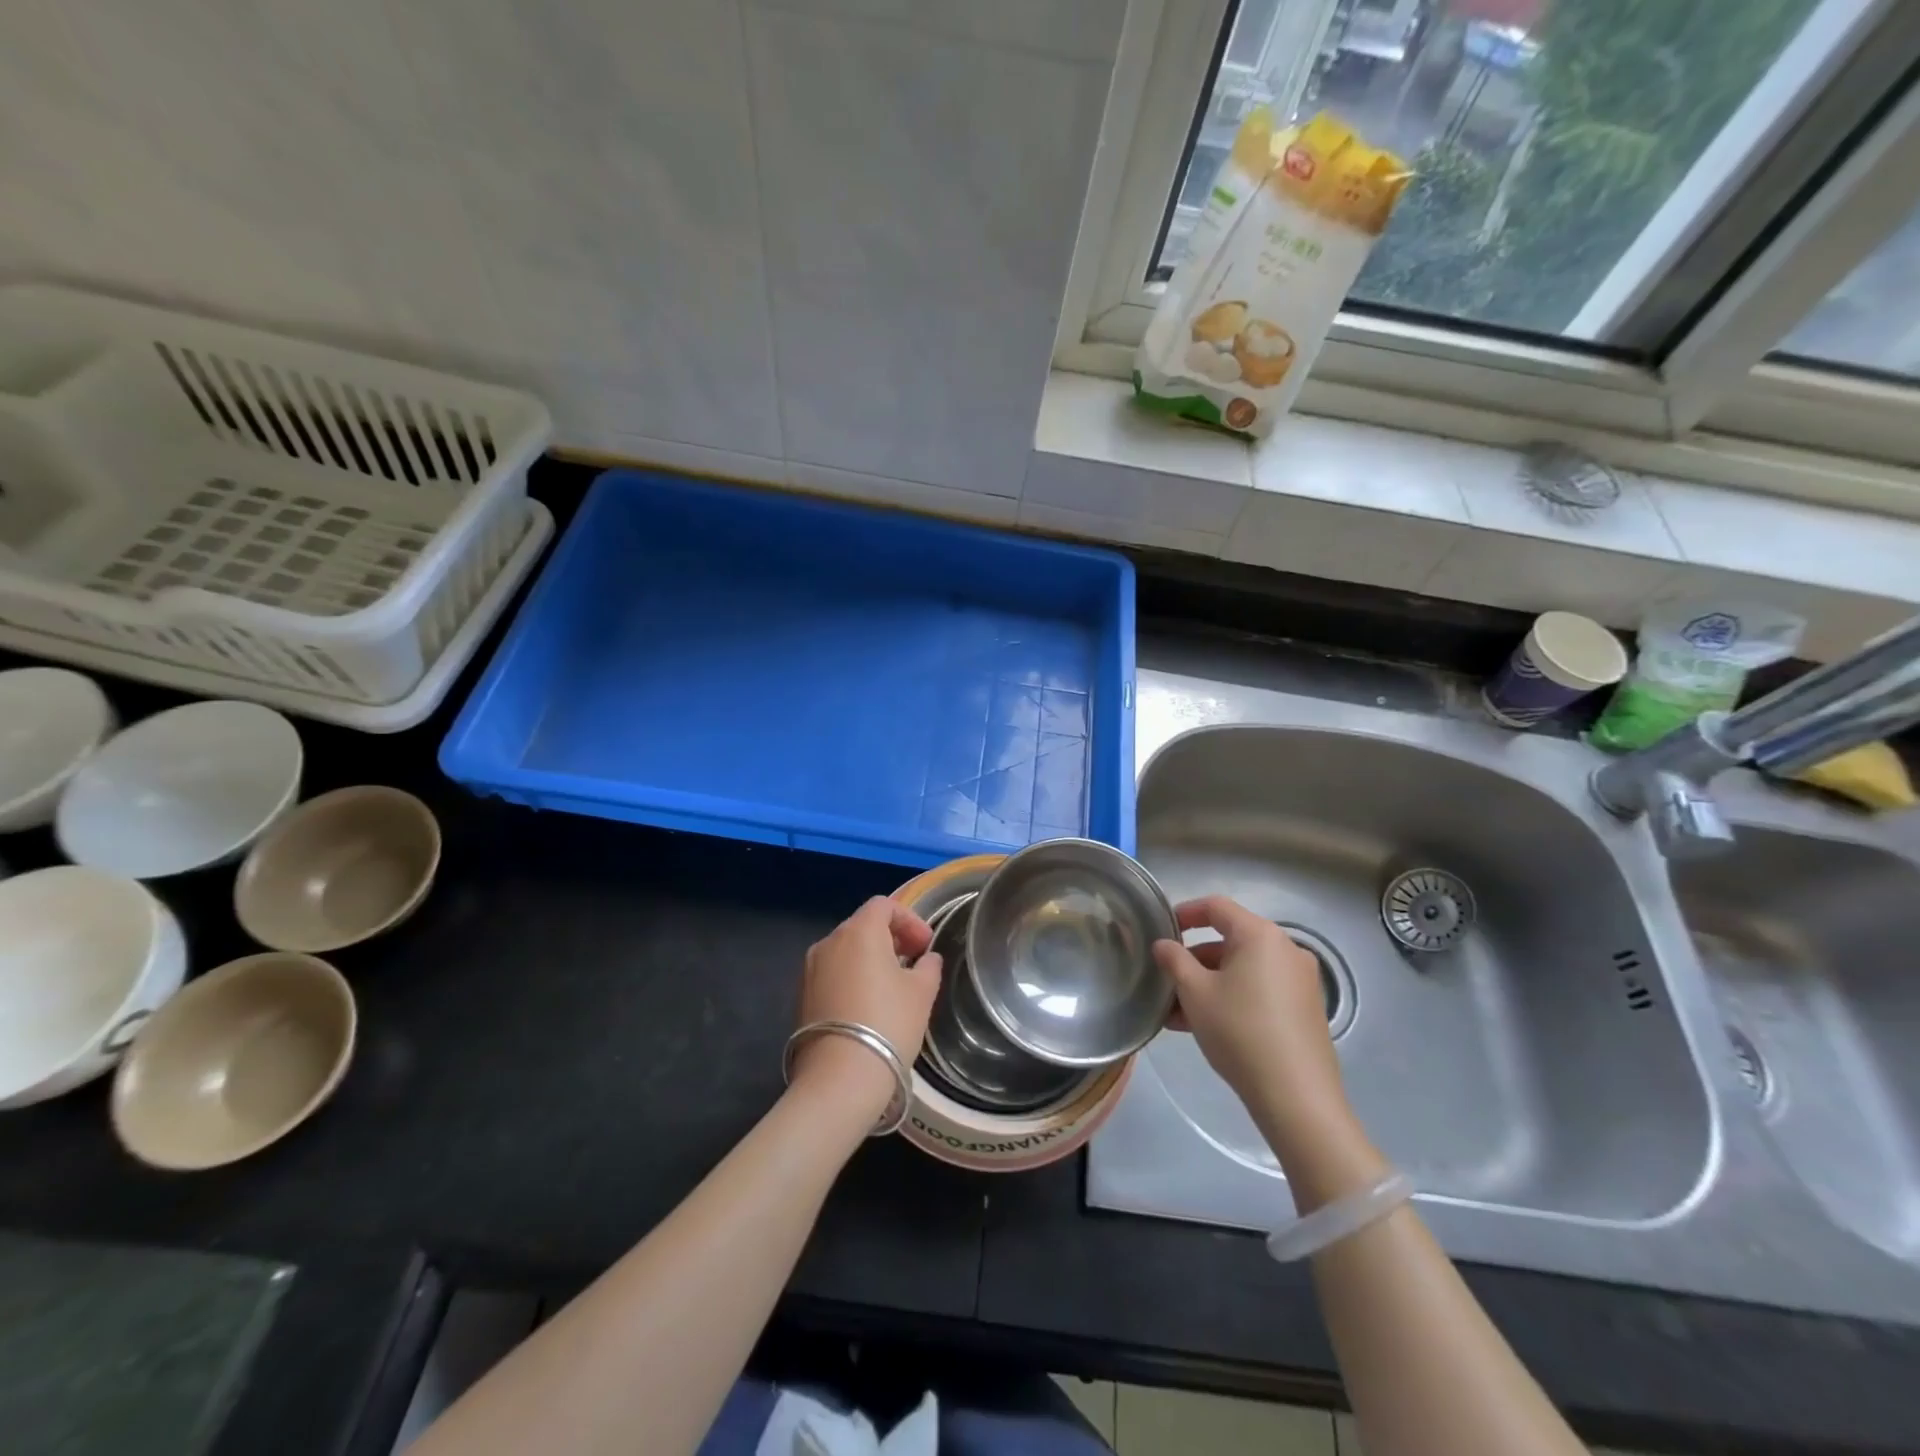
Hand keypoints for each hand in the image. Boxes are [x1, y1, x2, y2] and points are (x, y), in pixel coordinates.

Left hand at [792, 897, 942, 1116]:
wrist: (839, 1077)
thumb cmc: (888, 1024)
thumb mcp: (922, 992)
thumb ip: (928, 967)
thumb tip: (926, 959)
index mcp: (859, 931)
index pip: (884, 906)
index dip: (909, 920)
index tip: (925, 945)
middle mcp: (829, 941)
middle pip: (862, 925)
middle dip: (890, 938)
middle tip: (913, 962)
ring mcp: (810, 969)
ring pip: (845, 950)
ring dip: (869, 958)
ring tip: (891, 985)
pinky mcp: (801, 995)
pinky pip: (832, 973)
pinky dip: (851, 977)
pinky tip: (867, 1005)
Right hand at [1153, 897, 1353, 1159]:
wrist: (1297, 1097)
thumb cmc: (1240, 1031)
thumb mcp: (1195, 993)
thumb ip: (1174, 960)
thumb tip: (1163, 945)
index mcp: (1260, 935)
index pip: (1217, 907)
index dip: (1185, 913)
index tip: (1162, 929)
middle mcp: (1285, 950)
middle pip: (1230, 941)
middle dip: (1193, 960)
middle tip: (1166, 980)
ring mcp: (1300, 981)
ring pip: (1242, 970)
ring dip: (1208, 984)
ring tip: (1176, 1013)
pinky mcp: (1304, 1010)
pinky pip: (1259, 990)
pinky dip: (1231, 998)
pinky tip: (1204, 1027)